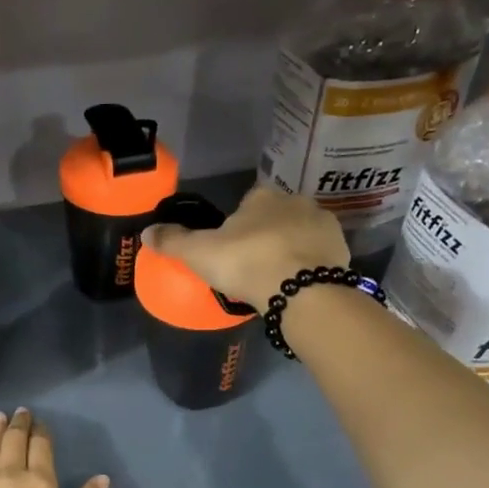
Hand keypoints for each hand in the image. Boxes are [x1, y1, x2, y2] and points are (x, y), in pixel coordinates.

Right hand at [143, 185, 348, 307]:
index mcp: (262, 196)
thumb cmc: (246, 263)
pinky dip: (308, 267)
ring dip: (289, 250)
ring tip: (275, 280)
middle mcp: (296, 201)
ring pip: (299, 235)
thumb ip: (173, 241)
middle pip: (274, 218)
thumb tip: (146, 231)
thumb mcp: (199, 253)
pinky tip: (296, 286)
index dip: (236, 226)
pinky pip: (318, 256)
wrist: (302, 291)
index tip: (230, 250)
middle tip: (251, 268)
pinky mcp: (342, 250)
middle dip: (265, 236)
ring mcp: (323, 225)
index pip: (246, 204)